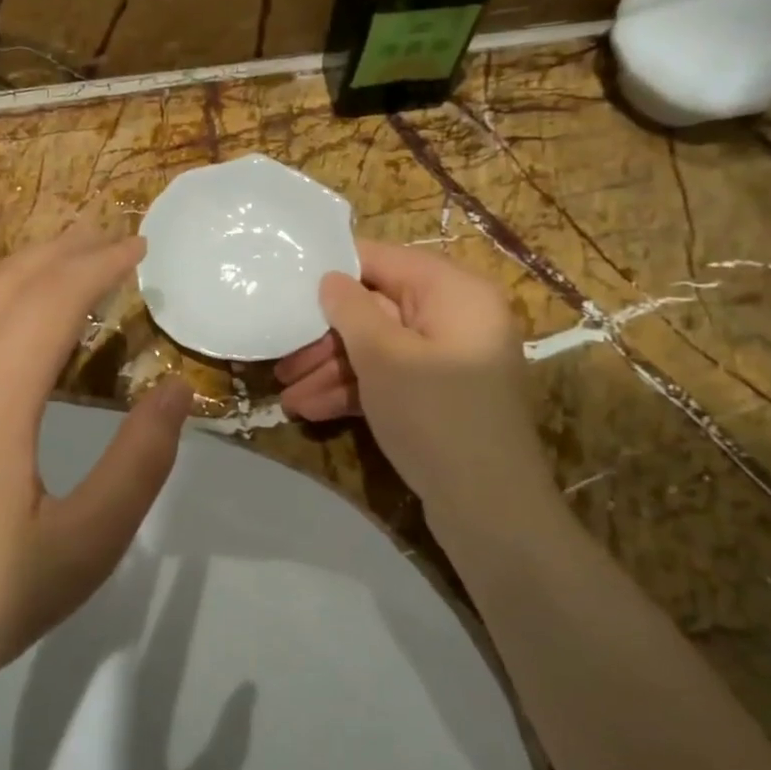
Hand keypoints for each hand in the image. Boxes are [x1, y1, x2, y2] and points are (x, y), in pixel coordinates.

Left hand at [0, 228, 191, 695]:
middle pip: (5, 283)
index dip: (100, 264)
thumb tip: (175, 391)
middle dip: (61, 252)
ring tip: (56, 258)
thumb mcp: (90, 541)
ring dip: (14, 269)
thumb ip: (142, 459)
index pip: (52, 299)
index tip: (138, 246)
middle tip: (105, 235)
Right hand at [274, 241, 541, 516]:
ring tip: (288, 397)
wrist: (488, 507)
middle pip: (378, 310)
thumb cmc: (434, 414)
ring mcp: (448, 360)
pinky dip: (355, 391)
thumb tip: (330, 278)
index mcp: (454, 292)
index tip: (289, 282)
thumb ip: (350, 309)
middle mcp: (455, 318)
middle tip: (282, 359)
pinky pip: (391, 378)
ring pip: (380, 349)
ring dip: (332, 371)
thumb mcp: (383, 355)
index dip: (335, 270)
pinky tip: (312, 410)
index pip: (385, 261)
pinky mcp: (439, 396)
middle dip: (326, 339)